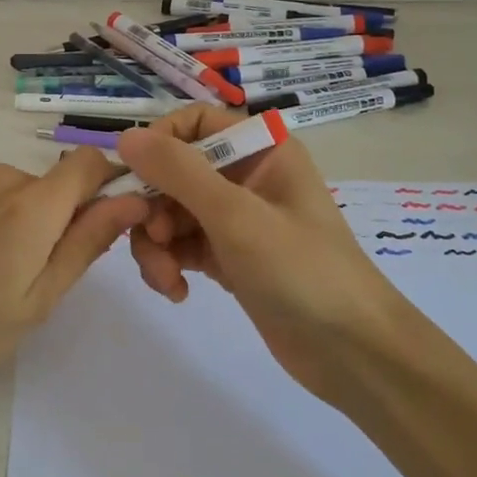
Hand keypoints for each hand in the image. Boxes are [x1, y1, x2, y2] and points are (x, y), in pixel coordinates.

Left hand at [0, 150, 147, 418]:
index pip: (89, 162)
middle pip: (56, 182)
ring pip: (25, 189)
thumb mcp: (38, 299)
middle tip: (36, 274)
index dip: (106, 186)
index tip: (98, 228)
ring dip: (28, 219)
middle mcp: (1, 175)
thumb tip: (134, 201)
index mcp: (30, 205)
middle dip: (61, 218)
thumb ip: (87, 243)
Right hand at [116, 106, 416, 404]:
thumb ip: (178, 172)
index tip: (133, 178)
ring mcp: (236, 219)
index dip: (159, 144)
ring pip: (172, 212)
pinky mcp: (229, 257)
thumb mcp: (235, 215)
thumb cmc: (301, 270)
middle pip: (175, 172)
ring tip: (166, 279)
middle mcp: (246, 176)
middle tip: (154, 241)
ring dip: (157, 243)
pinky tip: (176, 291)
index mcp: (261, 149)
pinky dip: (170, 264)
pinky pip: (182, 245)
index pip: (195, 123)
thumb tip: (125, 137)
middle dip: (154, 208)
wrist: (352, 353)